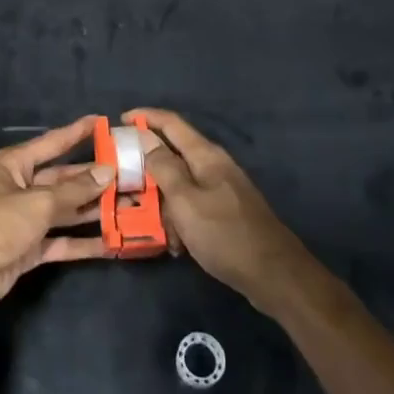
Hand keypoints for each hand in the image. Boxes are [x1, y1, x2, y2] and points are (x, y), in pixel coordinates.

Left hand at [0, 116, 110, 311]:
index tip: (103, 123)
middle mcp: (21, 188)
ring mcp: (26, 220)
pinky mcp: (30, 249)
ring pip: (66, 211)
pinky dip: (84, 242)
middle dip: (94, 179)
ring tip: (130, 206)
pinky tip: (112, 242)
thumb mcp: (37, 202)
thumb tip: (106, 172)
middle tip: (129, 176)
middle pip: (63, 179)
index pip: (52, 143)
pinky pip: (62, 241)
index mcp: (15, 165)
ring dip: (94, 210)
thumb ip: (74, 190)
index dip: (77, 133)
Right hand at [126, 109, 305, 309]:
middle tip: (122, 178)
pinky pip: (192, 205)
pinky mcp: (225, 212)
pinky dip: (178, 218)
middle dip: (147, 165)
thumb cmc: (225, 234)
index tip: (118, 121)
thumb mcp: (185, 200)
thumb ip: (164, 167)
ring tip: (144, 219)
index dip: (144, 117)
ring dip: (161, 199)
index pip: (171, 123)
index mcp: (206, 155)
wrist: (274, 276)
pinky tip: (174, 243)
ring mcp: (222, 189)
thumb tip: (145, 137)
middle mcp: (214, 165)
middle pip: (173, 153)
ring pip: (180, 184)